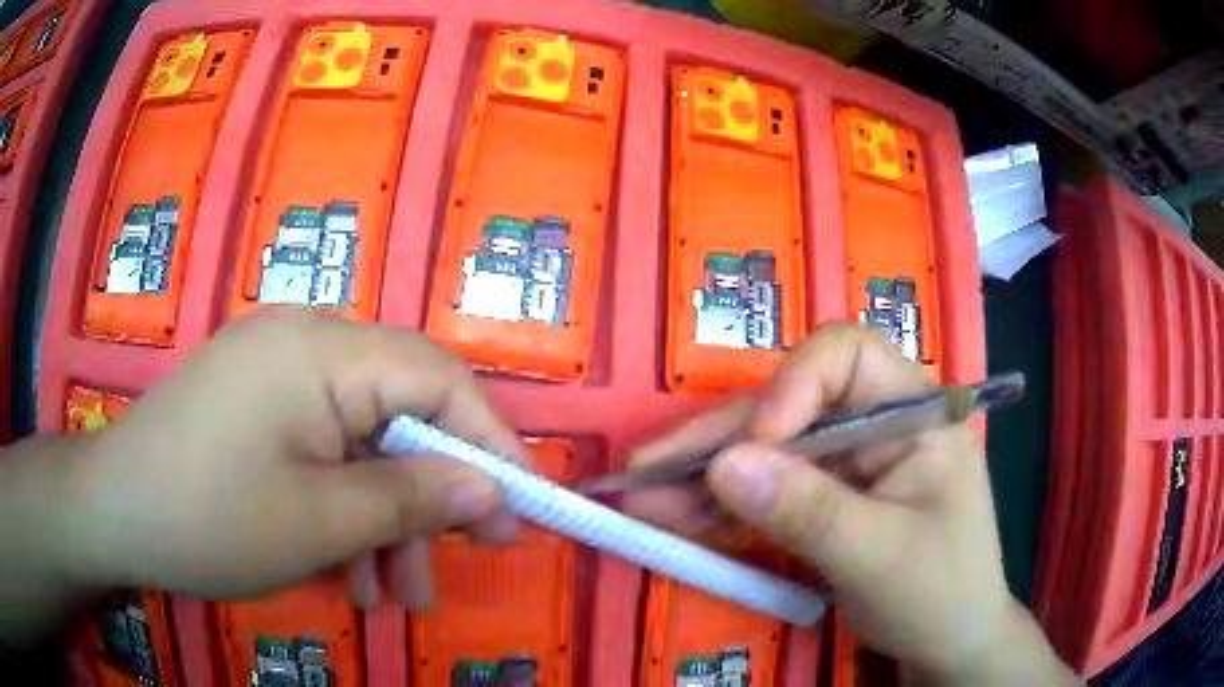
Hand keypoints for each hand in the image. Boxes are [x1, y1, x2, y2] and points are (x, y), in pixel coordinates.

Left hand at [57, 308, 526, 607]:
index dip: (489, 440)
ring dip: (384, 515)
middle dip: (434, 490)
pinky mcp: (257, 401)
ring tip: (392, 595)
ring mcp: (275, 369)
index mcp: (320, 349)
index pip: (438, 378)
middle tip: (464, 557)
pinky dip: (343, 505)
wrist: (113, 511)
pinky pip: (322, 446)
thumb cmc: (208, 518)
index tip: (520, 508)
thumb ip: (412, 500)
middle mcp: (304, 341)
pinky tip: (343, 567)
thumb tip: (492, 491)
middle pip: (400, 408)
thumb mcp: (319, 522)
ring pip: (361, 439)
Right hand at [626, 323, 1073, 683]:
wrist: (950, 644)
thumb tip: (722, 465)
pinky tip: (675, 518)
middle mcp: (876, 426)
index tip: (757, 443)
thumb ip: (807, 510)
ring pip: (768, 453)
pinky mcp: (825, 501)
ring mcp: (848, 466)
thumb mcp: (878, 556)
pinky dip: (721, 508)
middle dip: (719, 440)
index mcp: (913, 415)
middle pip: (789, 409)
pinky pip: (767, 493)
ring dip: (704, 478)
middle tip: (647, 469)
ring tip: (642, 500)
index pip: (848, 357)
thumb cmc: (939, 594)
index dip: (794, 384)